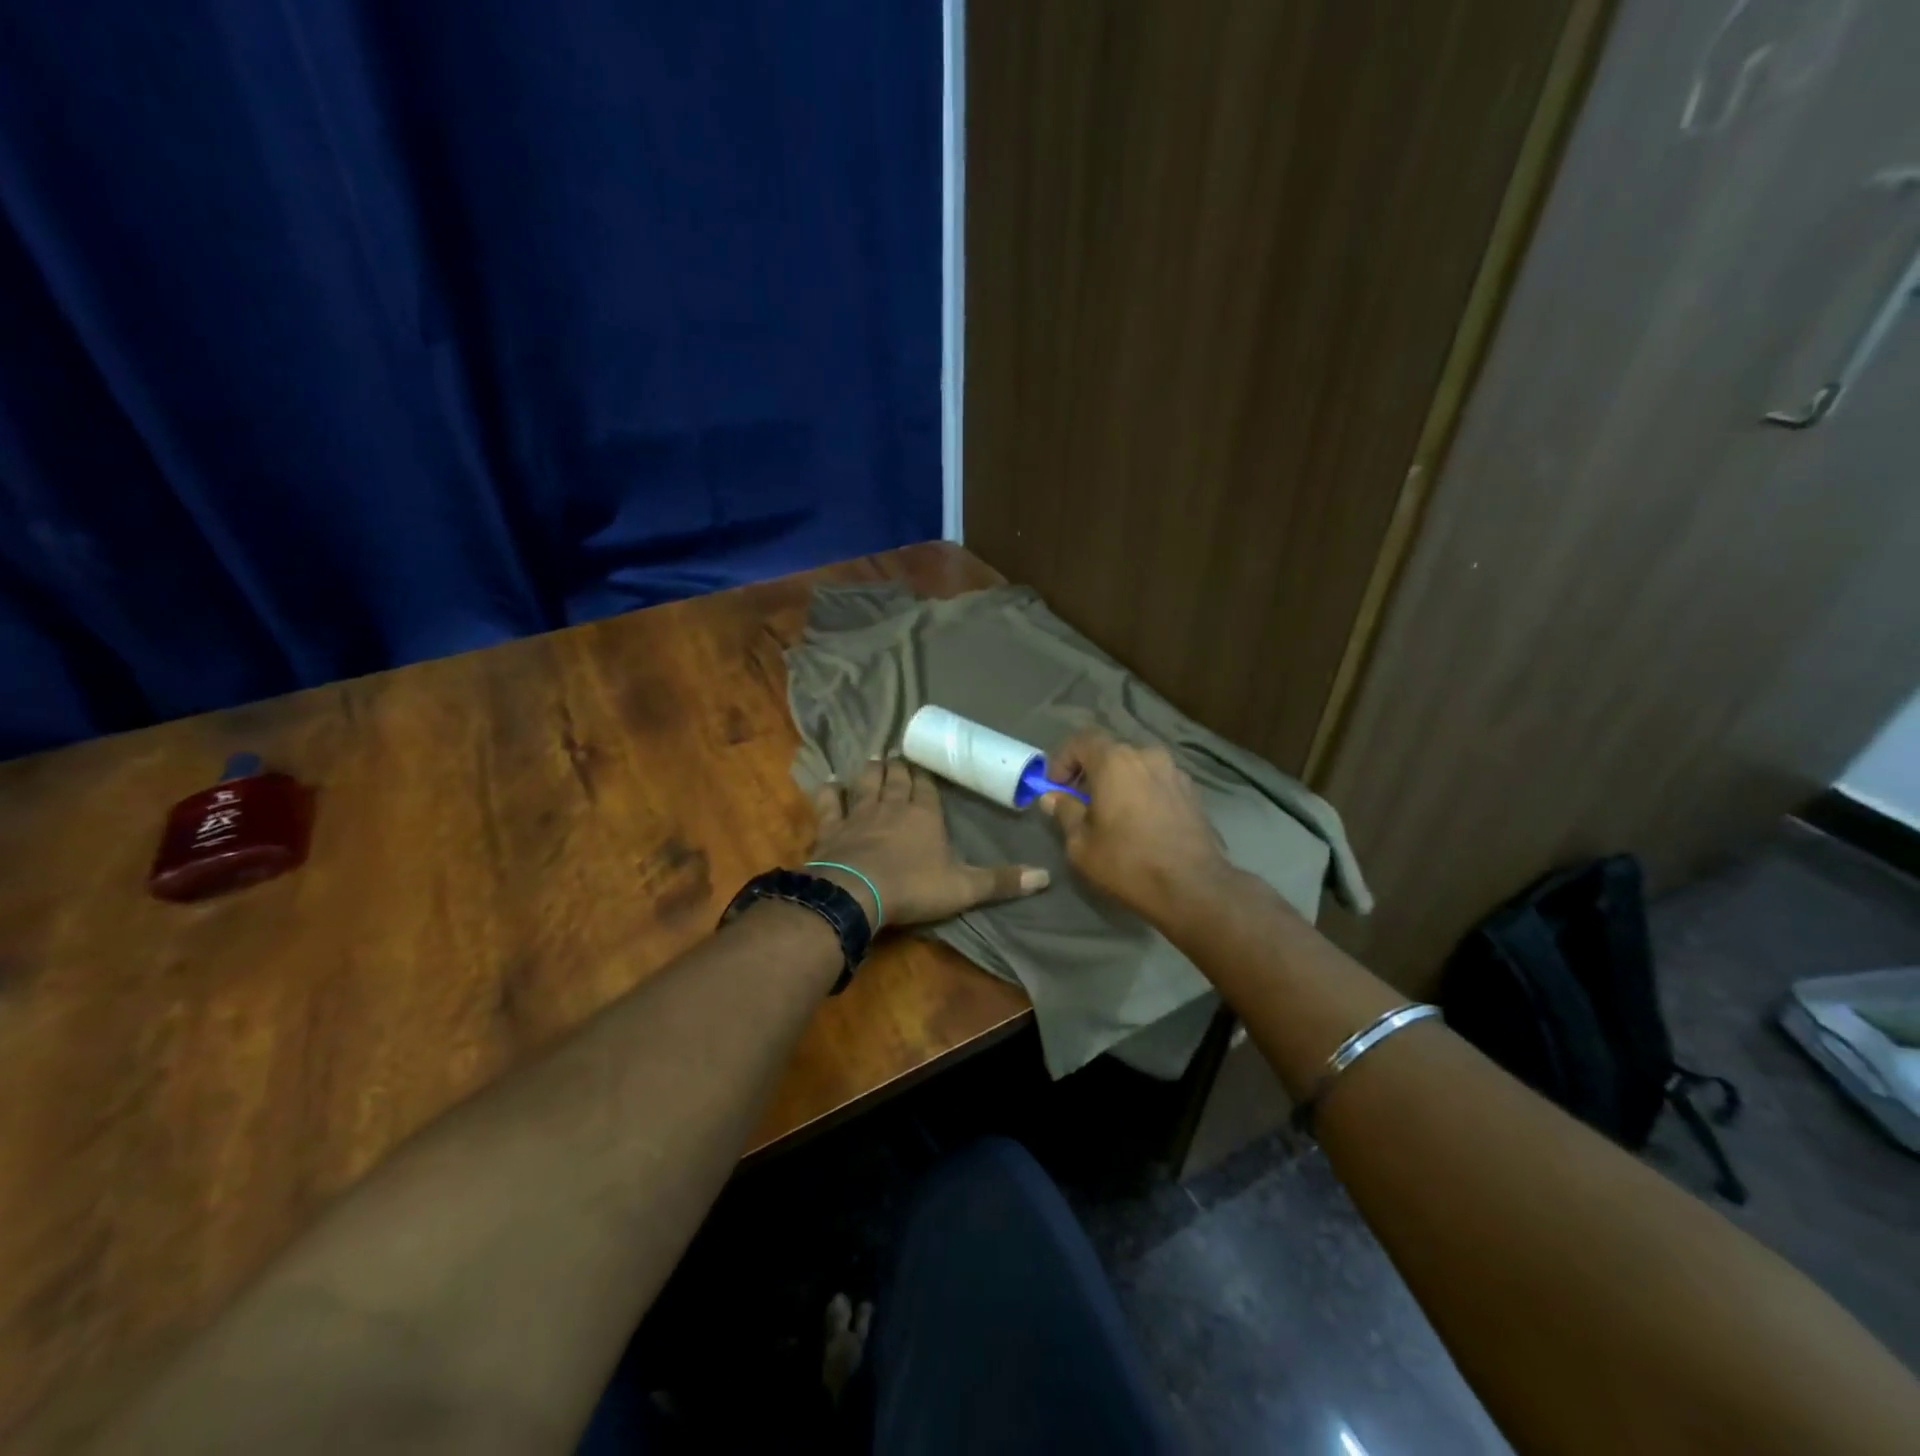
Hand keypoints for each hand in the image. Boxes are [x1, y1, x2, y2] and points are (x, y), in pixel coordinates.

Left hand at [809, 759, 1049, 928]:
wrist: (856, 893)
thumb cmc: (913, 887)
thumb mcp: (964, 888)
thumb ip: (1001, 881)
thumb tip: (1046, 876)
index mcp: (925, 814)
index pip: (927, 787)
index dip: (926, 776)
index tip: (924, 766)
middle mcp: (892, 805)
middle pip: (896, 778)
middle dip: (899, 766)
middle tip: (898, 755)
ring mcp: (859, 814)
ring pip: (866, 783)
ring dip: (871, 770)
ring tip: (874, 759)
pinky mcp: (831, 828)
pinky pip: (830, 804)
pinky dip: (829, 792)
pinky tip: (829, 782)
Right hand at [1038, 731, 1229, 921]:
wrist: (1194, 887)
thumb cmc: (1128, 862)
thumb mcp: (1081, 844)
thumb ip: (1065, 812)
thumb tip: (1052, 797)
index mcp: (1115, 761)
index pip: (1081, 740)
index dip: (1062, 760)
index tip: (1054, 787)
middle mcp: (1146, 756)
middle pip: (1110, 752)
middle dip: (1090, 772)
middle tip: (1079, 802)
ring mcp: (1174, 772)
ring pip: (1136, 767)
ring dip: (1118, 782)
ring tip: (1111, 813)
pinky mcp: (1192, 792)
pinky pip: (1156, 782)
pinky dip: (1141, 792)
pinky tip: (1139, 822)